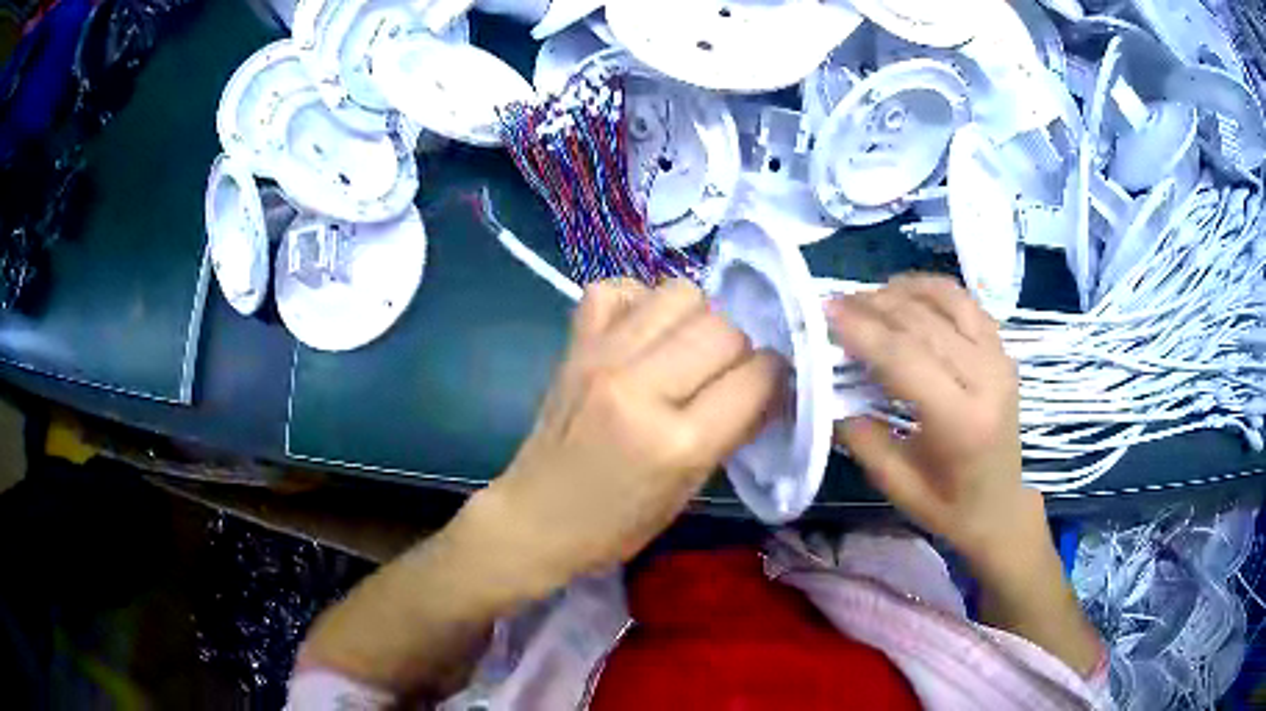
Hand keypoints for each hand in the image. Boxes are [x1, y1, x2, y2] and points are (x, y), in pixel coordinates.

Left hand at [472, 278, 784, 592]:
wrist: (537, 517)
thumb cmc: (618, 523)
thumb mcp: (689, 489)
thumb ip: (732, 430)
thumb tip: (767, 383)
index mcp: (677, 442)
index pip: (757, 376)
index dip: (775, 378)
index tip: (769, 387)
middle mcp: (640, 386)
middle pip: (724, 327)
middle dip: (740, 349)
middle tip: (724, 375)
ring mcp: (601, 356)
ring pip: (679, 292)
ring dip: (697, 318)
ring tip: (685, 350)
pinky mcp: (573, 343)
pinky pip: (617, 287)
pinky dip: (638, 300)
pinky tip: (641, 333)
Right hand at [826, 275, 1041, 564]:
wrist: (1001, 507)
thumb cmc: (947, 506)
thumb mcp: (895, 484)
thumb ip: (860, 435)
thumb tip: (827, 388)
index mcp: (961, 421)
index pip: (905, 358)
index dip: (863, 330)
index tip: (825, 311)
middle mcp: (987, 379)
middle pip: (924, 323)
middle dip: (874, 306)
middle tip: (836, 303)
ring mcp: (1000, 359)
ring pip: (947, 302)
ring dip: (903, 292)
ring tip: (868, 298)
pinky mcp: (1003, 351)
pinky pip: (967, 304)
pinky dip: (933, 290)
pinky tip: (907, 292)